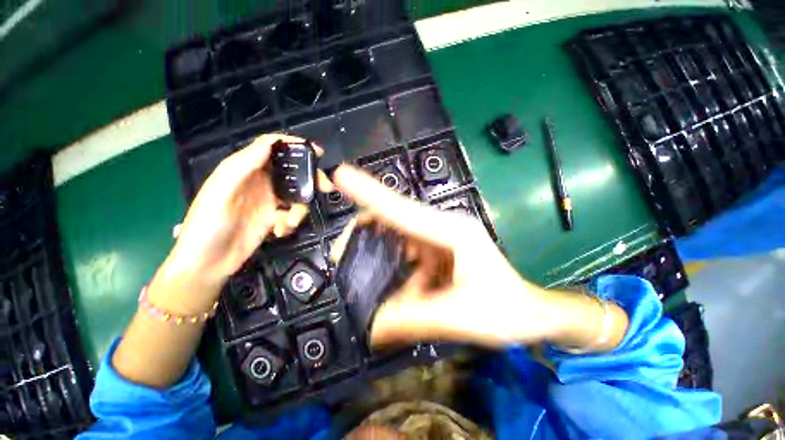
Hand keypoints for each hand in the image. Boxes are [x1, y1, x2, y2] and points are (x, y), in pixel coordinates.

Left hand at [154, 134, 330, 309]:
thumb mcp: (221, 192)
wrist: (207, 264)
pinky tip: (279, 231)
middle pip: (291, 171)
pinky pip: (292, 213)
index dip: (293, 145)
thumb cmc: (207, 225)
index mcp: (243, 170)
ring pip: (296, 194)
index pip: (270, 148)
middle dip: (309, 178)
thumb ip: (243, 166)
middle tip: (326, 187)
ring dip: (298, 209)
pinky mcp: (273, 218)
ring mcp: (267, 201)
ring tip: (287, 223)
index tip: (316, 152)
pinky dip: (291, 222)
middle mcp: (258, 182)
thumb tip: (269, 142)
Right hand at [331, 166, 561, 347]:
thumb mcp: (459, 318)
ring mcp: (439, 237)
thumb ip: (413, 320)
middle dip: (365, 231)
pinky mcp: (437, 249)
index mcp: (452, 232)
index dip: (369, 192)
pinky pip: (406, 251)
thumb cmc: (505, 310)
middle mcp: (443, 227)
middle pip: (394, 218)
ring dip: (377, 252)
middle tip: (341, 254)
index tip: (341, 174)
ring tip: (359, 271)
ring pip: (397, 236)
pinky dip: (393, 266)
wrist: (530, 313)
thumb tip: (371, 328)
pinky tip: (389, 284)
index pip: (402, 209)